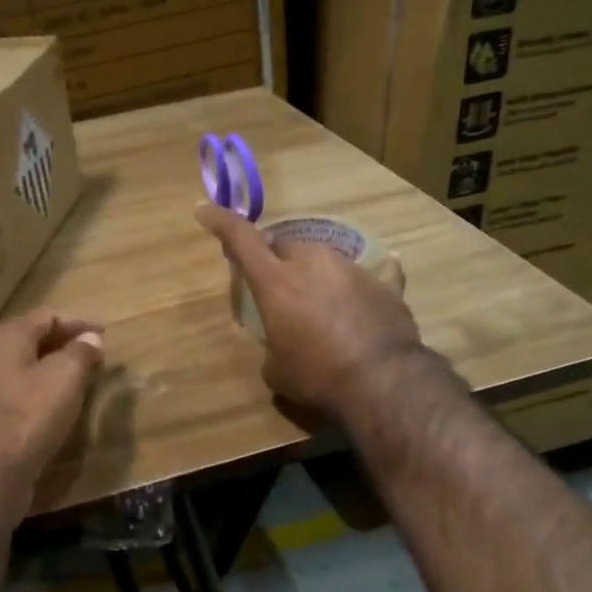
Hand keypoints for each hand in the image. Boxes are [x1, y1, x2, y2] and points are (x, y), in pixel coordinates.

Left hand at [0, 307, 104, 504]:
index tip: (104, 334)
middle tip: (93, 356)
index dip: (78, 322)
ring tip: (78, 382)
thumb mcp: (65, 379)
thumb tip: (91, 338)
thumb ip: (81, 353)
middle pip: (29, 340)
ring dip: (50, 371)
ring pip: (20, 369)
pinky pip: (13, 395)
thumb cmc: (28, 418)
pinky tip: (53, 410)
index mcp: (5, 339)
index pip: (46, 316)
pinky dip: (37, 394)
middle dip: (63, 344)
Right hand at [197, 202, 421, 419]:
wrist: (383, 382)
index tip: (204, 210)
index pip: (241, 238)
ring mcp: (352, 269)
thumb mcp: (276, 369)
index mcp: (276, 282)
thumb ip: (273, 344)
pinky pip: (374, 273)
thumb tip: (282, 346)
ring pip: (325, 259)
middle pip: (286, 246)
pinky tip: (369, 293)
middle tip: (279, 287)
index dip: (221, 222)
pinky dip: (364, 283)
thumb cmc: (317, 376)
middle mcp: (313, 263)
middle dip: (277, 261)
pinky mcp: (386, 284)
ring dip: (317, 275)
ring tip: (322, 306)